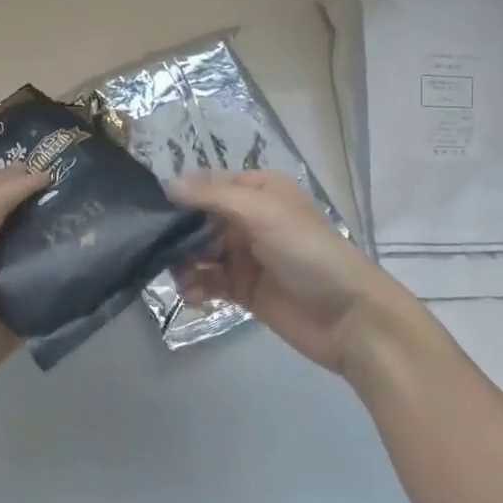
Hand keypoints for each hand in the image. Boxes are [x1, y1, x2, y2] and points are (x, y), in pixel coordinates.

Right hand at [168, 169, 424, 375]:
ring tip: (178, 277)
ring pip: (200, 252)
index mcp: (259, 191)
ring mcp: (246, 256)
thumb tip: (168, 185)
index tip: (152, 208)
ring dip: (184, 262)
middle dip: (178, 233)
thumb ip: (213, 197)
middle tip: (158, 248)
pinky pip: (208, 281)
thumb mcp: (262, 213)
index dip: (183, 195)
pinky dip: (196, 286)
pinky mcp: (244, 290)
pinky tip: (191, 295)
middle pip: (200, 219)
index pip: (210, 184)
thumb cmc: (308, 252)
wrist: (350, 318)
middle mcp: (250, 219)